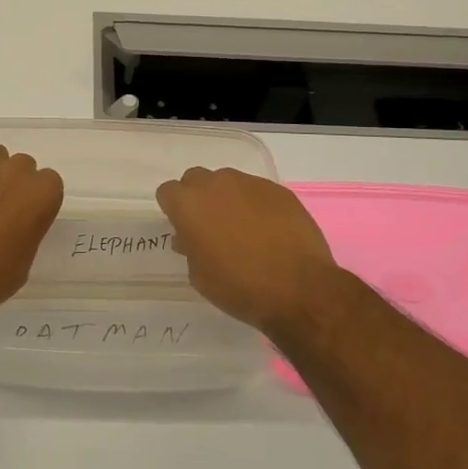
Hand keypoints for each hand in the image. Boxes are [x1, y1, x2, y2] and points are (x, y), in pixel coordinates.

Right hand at [156, 167, 339, 333]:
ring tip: (243, 228)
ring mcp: (250, 183)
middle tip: (210, 226)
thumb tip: (189, 237)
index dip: (174, 210)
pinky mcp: (278, 190)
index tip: (184, 229)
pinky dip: (256, 205)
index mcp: (189, 204)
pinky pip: (257, 191)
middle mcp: (216, 184)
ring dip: (228, 199)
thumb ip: (189, 248)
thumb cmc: (240, 287)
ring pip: (228, 182)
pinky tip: (269, 230)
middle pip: (196, 179)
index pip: (168, 192)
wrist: (299, 290)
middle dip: (199, 198)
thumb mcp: (200, 276)